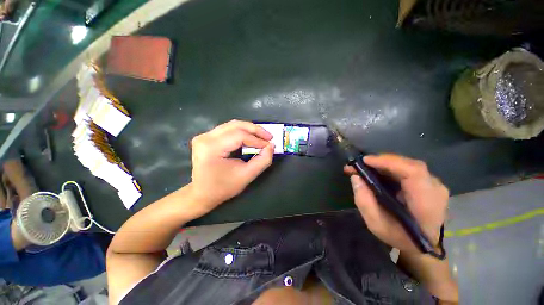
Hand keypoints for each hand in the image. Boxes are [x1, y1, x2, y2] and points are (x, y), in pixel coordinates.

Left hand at [189, 120, 274, 214]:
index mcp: (211, 147)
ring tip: (262, 136)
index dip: (257, 140)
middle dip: (255, 130)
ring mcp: (204, 136)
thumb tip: (271, 146)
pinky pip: (228, 129)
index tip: (270, 145)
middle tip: (269, 136)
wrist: (202, 194)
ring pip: (232, 125)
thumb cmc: (223, 187)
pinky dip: (242, 132)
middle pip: (235, 125)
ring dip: (249, 129)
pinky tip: (251, 137)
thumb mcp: (246, 176)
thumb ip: (262, 161)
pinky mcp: (206, 137)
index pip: (239, 136)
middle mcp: (205, 137)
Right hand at [345, 154, 448, 253]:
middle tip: (359, 164)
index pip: (413, 172)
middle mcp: (435, 189)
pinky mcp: (429, 182)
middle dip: (381, 161)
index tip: (365, 161)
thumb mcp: (376, 224)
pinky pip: (408, 169)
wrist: (423, 246)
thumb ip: (364, 200)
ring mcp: (435, 185)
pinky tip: (377, 171)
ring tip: (364, 167)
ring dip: (384, 163)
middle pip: (409, 164)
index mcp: (426, 203)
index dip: (389, 162)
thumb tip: (355, 177)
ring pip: (407, 164)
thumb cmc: (400, 237)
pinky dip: (390, 167)